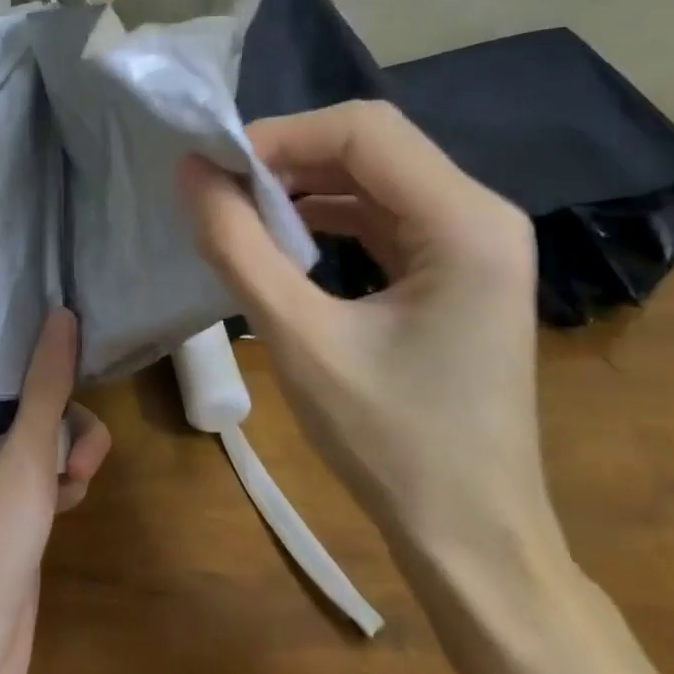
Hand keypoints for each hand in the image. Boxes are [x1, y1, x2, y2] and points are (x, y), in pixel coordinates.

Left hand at [0, 308, 111, 673]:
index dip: (33, 346)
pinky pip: (46, 466)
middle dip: (66, 421)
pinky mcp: (10, 502)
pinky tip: (66, 507)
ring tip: (76, 484)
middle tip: (82, 454)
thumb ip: (46, 383)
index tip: (70, 336)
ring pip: (46, 433)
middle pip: (30, 397)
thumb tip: (61, 314)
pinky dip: (63, 480)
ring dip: (71, 453)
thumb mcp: (26, 453)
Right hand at [177, 101, 551, 562]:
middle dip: (291, 154)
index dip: (281, 135)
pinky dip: (333, 212)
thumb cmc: (393, 446)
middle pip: (374, 144)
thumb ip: (238, 246)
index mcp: (465, 221)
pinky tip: (288, 235)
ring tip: (245, 207)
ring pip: (378, 174)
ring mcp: (477, 240)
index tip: (217, 169)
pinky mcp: (460, 267)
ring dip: (308, 181)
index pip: (363, 130)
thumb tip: (191, 172)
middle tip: (224, 185)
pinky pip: (388, 213)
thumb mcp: (300, 340)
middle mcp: (483, 213)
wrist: (475, 543)